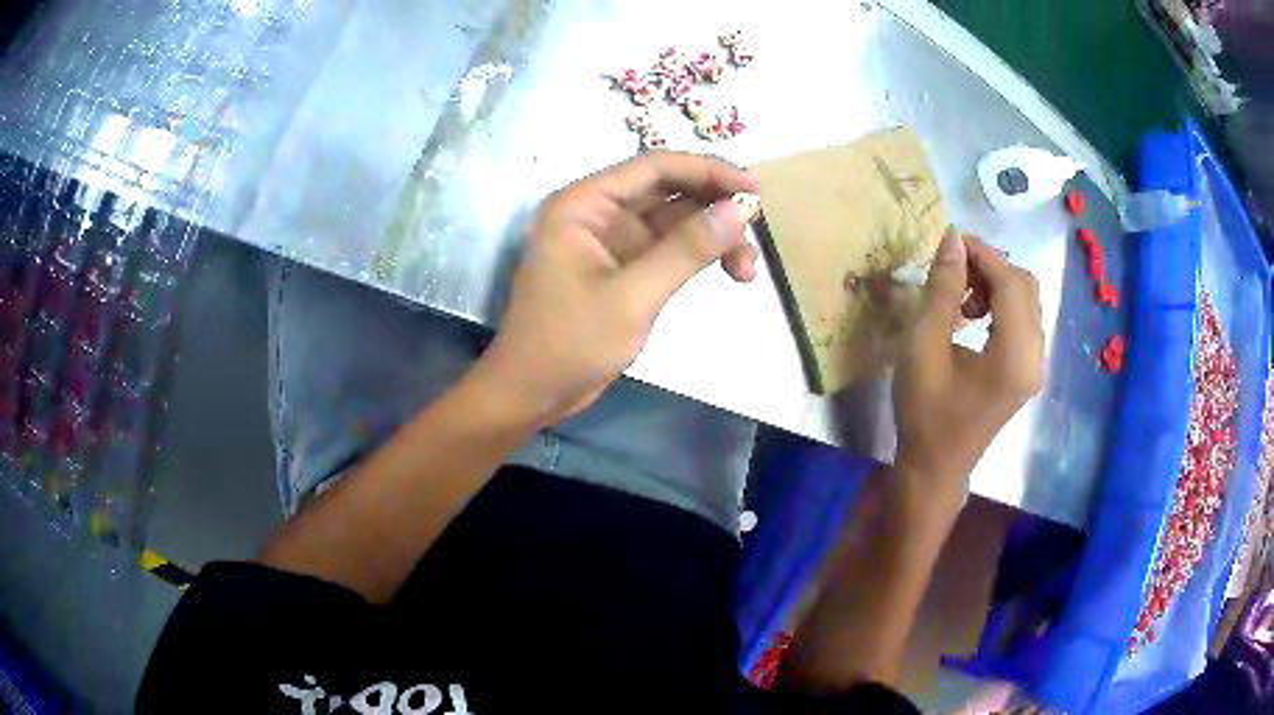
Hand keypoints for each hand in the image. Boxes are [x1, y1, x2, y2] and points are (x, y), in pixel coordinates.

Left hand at [475, 152, 759, 425]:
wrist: (533, 393)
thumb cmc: (569, 343)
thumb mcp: (633, 296)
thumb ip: (687, 249)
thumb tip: (741, 208)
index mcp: (584, 203)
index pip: (655, 167)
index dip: (708, 171)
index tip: (754, 190)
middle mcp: (598, 211)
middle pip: (669, 190)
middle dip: (715, 208)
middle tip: (756, 233)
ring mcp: (612, 240)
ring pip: (674, 220)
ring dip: (713, 236)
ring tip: (747, 270)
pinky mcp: (623, 267)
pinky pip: (669, 248)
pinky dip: (698, 257)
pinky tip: (730, 273)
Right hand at [892, 231, 1044, 510]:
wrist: (935, 467)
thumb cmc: (925, 413)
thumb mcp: (924, 347)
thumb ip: (943, 290)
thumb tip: (953, 239)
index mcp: (1014, 355)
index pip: (1011, 282)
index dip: (983, 253)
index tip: (949, 241)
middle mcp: (1035, 357)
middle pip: (1025, 286)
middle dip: (990, 266)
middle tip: (952, 270)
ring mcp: (1035, 365)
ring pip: (1026, 300)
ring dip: (995, 284)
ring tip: (960, 297)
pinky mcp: (1027, 370)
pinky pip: (1022, 320)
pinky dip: (1000, 304)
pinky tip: (973, 316)